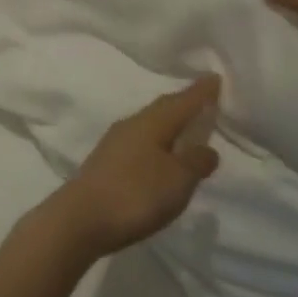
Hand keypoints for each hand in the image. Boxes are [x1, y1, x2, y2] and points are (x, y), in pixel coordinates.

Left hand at [38, 77, 221, 259]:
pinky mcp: (106, 161)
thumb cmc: (135, 195)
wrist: (81, 219)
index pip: (182, 101)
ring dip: (169, 124)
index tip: (216, 77)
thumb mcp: (177, 180)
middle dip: (184, 103)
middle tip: (204, 99)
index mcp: (152, 122)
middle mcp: (132, 124)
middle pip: (163, 108)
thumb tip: (207, 148)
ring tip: (186, 128)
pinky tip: (160, 154)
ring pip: (149, 124)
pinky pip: (139, 141)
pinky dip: (156, 142)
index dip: (201, 91)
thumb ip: (196, 161)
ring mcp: (115, 142)